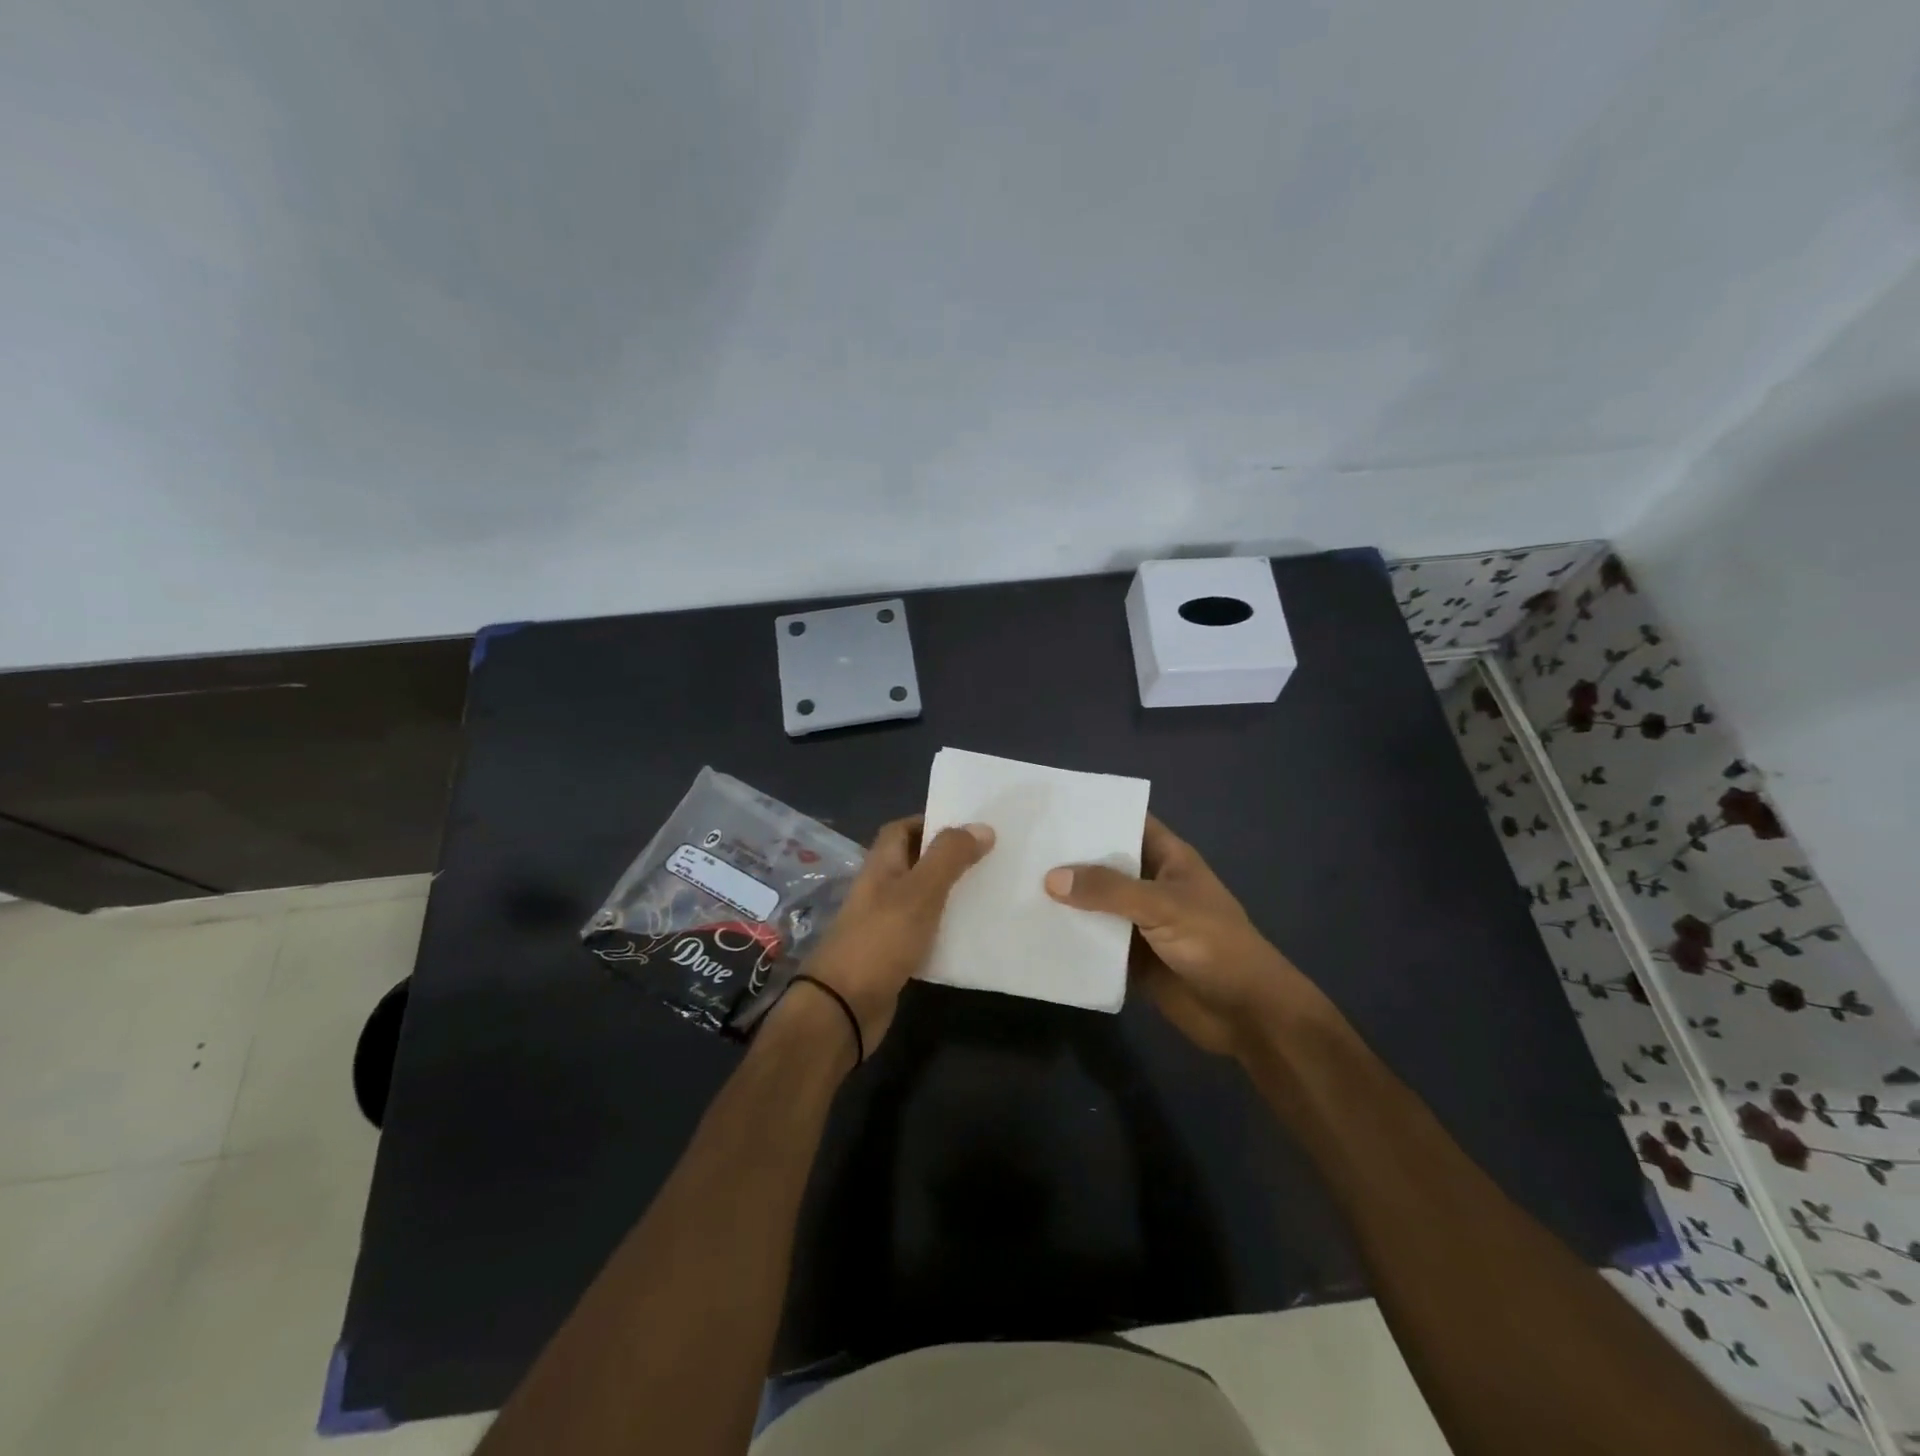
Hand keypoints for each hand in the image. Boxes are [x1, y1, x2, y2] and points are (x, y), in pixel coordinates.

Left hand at [798, 816, 994, 1053]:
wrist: (843, 1007)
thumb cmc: (880, 939)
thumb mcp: (920, 892)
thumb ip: (949, 858)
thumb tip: (982, 826)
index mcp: (881, 865)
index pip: (902, 829)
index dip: (930, 822)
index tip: (968, 826)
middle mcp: (880, 889)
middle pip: (914, 862)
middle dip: (947, 858)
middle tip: (990, 857)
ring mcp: (884, 923)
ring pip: (921, 898)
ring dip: (949, 893)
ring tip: (990, 890)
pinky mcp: (893, 955)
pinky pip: (923, 932)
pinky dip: (945, 929)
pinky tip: (972, 934)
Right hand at [1044, 816, 1331, 1061]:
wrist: (1246, 1014)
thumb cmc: (1215, 944)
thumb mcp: (1163, 906)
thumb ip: (1108, 890)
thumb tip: (1051, 878)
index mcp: (1167, 859)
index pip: (1126, 823)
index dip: (1093, 814)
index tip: (1049, 808)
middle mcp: (1149, 885)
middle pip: (1103, 864)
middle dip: (1068, 857)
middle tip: (1017, 846)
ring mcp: (1138, 922)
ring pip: (1094, 903)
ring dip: (1064, 900)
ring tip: (1013, 884)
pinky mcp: (1129, 957)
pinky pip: (1094, 941)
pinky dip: (1070, 937)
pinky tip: (1032, 930)